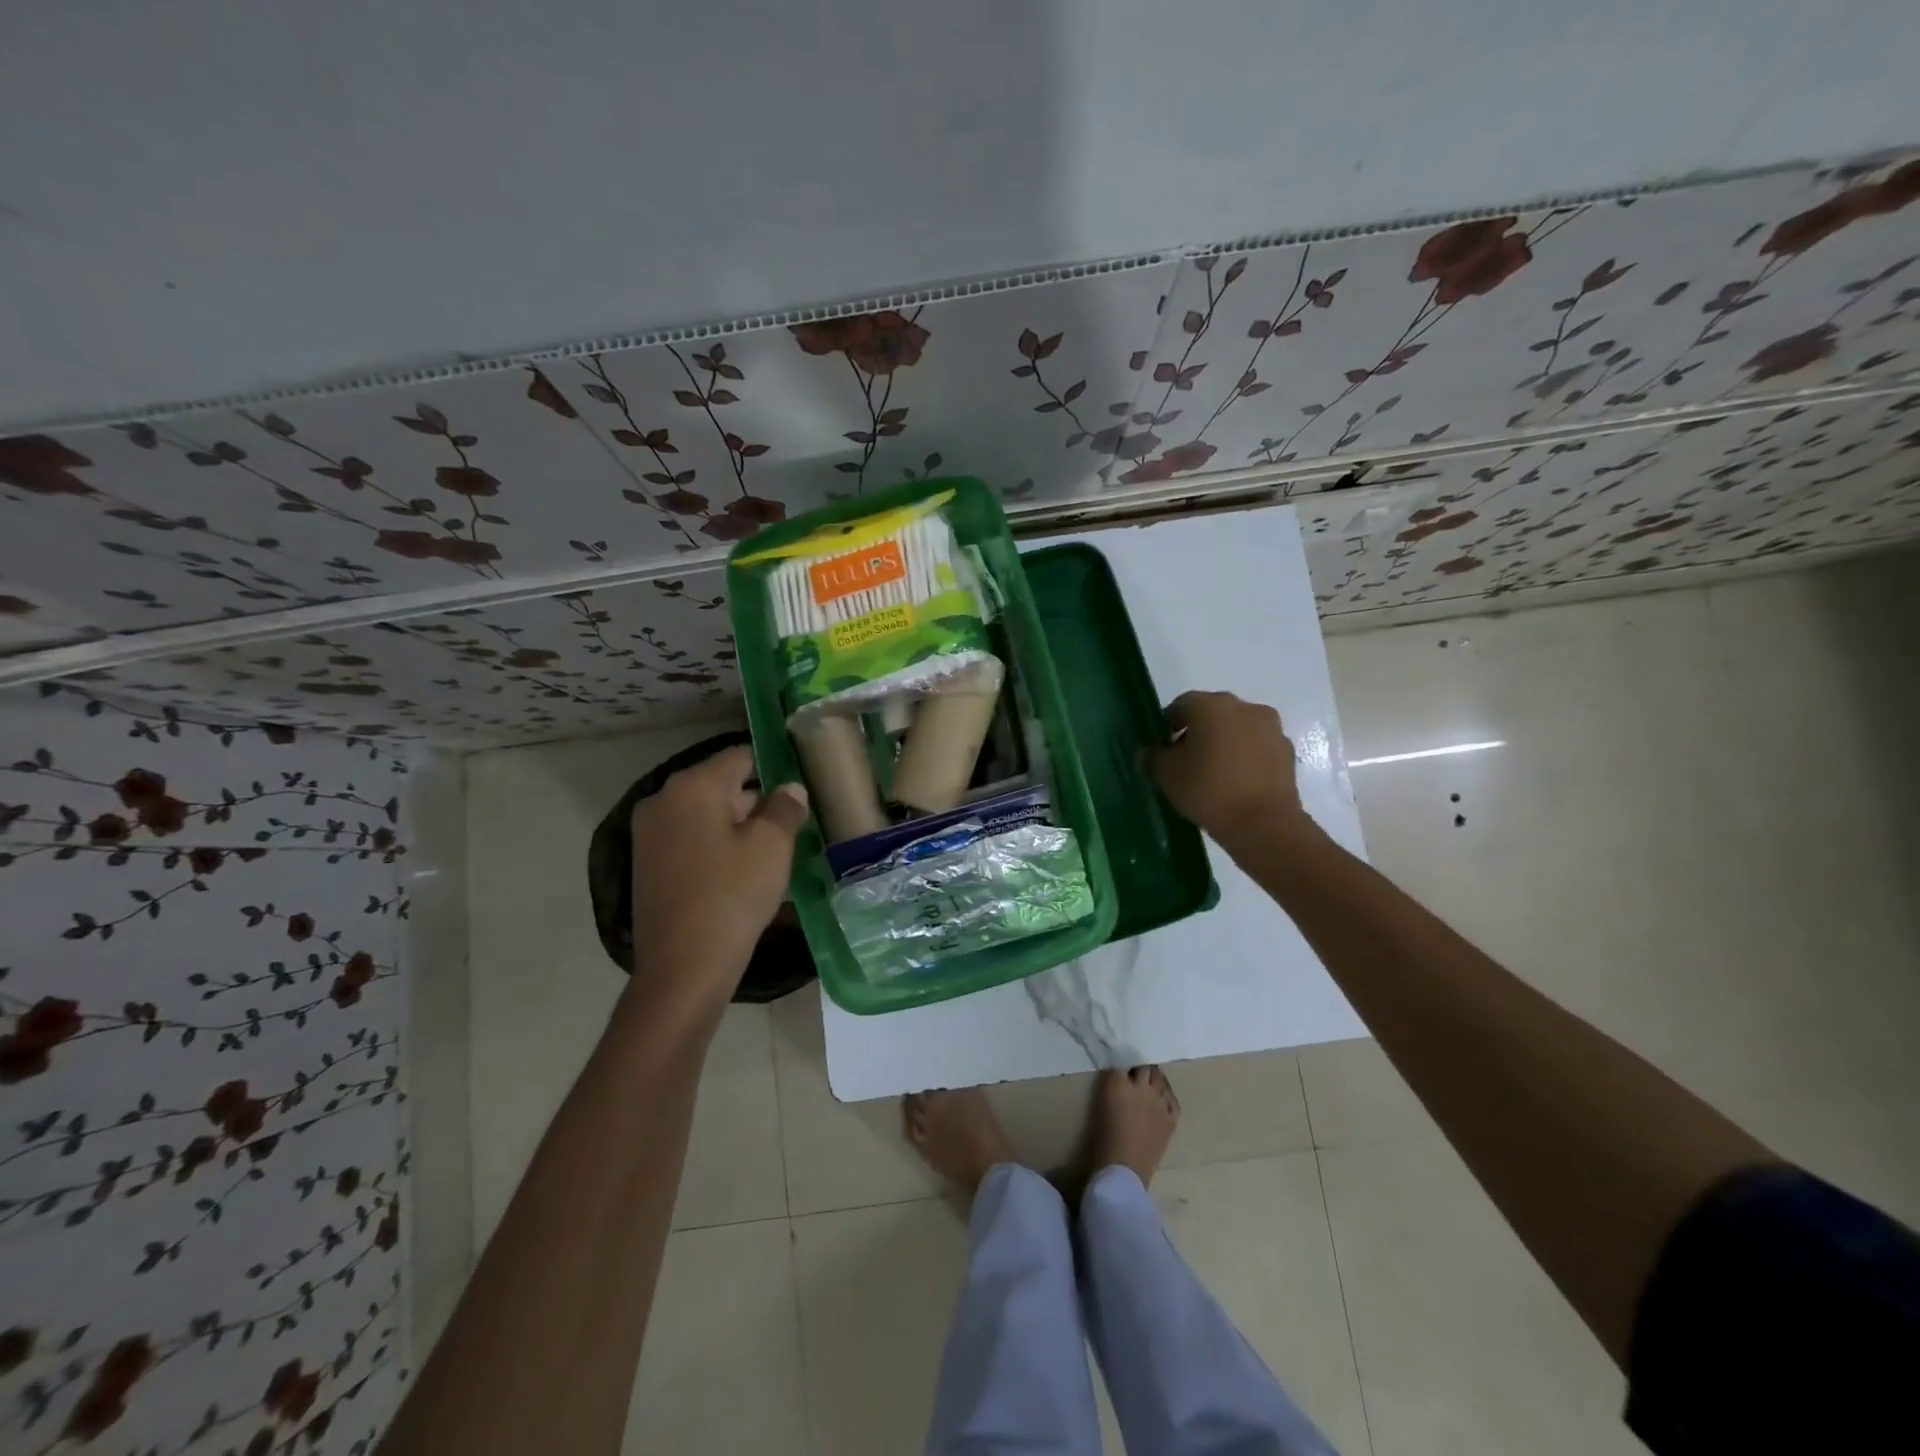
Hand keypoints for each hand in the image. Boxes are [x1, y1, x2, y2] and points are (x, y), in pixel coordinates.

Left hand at [629, 745, 808, 1000]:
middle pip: (721, 785)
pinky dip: (717, 845)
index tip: (799, 787)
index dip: (774, 767)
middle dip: (757, 801)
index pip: (740, 757)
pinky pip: (691, 838)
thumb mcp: (772, 847)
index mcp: (693, 786)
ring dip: (738, 825)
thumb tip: (790, 789)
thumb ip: (785, 808)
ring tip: (773, 850)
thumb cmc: (732, 896)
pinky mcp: (648, 863)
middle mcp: (663, 799)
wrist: (683, 967)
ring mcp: (649, 833)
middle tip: (793, 824)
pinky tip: (742, 871)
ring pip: (706, 814)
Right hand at [1150, 691, 1315, 847]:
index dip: (1168, 724)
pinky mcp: (1287, 751)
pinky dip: (1244, 756)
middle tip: (1185, 760)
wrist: (1264, 824)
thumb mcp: (1166, 775)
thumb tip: (1147, 752)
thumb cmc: (1208, 790)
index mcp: (1210, 705)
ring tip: (1213, 773)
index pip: (1182, 704)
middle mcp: (1244, 707)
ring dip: (1224, 742)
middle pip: (1212, 713)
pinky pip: (1257, 747)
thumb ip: (1152, 757)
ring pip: (1237, 728)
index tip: (1162, 747)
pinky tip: (1236, 782)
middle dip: (1197, 731)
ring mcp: (1270, 728)